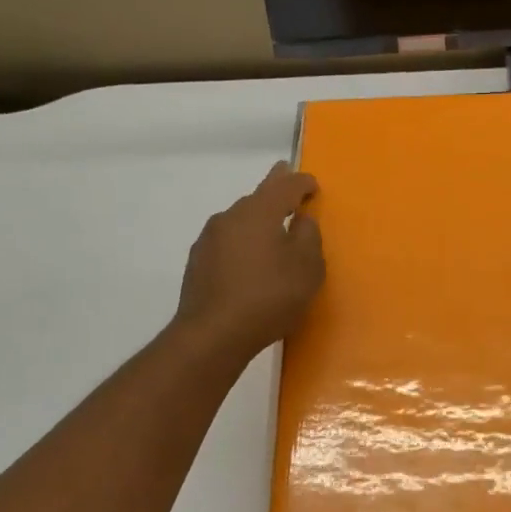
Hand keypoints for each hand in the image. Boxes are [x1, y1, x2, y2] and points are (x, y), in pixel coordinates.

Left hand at [174, 163, 324, 362]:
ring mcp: (209, 239)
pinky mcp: (198, 262)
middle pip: (257, 197)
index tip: (313, 184)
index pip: (285, 186)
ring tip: (270, 228)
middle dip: (275, 188)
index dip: (302, 182)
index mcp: (259, 211)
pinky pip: (228, 242)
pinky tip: (248, 260)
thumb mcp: (307, 268)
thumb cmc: (269, 297)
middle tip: (285, 177)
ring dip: (256, 219)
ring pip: (239, 219)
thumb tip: (301, 220)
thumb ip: (309, 237)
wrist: (213, 334)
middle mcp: (230, 216)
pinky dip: (242, 242)